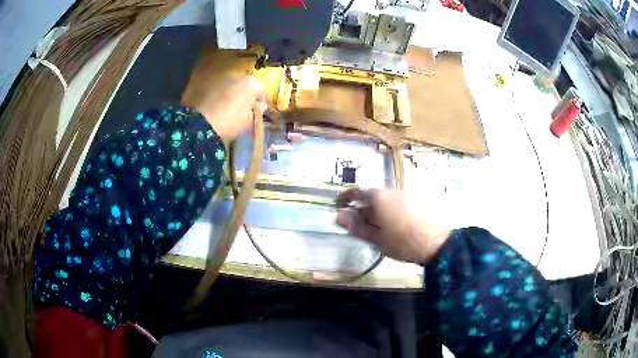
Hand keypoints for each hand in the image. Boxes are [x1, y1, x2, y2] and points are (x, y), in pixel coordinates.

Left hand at [182, 75, 264, 142]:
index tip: (256, 110)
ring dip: (227, 91)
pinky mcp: (200, 79)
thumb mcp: (248, 122)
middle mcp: (235, 74)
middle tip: (239, 106)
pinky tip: (210, 102)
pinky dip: (213, 92)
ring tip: (222, 104)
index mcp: (251, 83)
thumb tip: (259, 106)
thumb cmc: (230, 123)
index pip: (260, 90)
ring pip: (226, 83)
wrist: (200, 123)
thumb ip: (256, 111)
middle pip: (243, 83)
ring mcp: (217, 76)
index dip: (258, 100)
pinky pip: (211, 85)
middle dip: (242, 92)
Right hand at [336, 189, 450, 263]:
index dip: (346, 197)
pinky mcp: (417, 198)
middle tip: (360, 224)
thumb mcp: (377, 239)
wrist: (437, 244)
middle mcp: (392, 190)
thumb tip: (338, 217)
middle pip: (372, 196)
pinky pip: (397, 201)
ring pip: (386, 199)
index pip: (357, 192)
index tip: (339, 203)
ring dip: (378, 209)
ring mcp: (407, 193)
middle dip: (363, 208)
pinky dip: (390, 209)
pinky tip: (394, 224)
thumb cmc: (403, 243)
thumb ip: (357, 227)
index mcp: (380, 198)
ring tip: (378, 227)